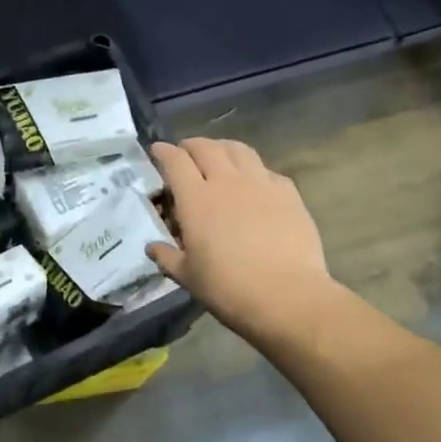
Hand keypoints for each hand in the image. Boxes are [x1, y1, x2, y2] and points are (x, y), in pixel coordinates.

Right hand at [147, 138, 334, 342]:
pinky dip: (254, 169)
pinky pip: (267, 170)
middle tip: (185, 152)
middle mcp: (226, 182)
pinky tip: (254, 182)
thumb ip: (167, 257)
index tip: (157, 150)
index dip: (163, 151)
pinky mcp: (288, 194)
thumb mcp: (188, 277)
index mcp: (196, 199)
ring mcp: (260, 184)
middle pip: (206, 148)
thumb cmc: (228, 288)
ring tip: (218, 155)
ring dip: (222, 147)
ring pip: (239, 150)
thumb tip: (152, 247)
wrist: (287, 297)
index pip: (175, 161)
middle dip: (191, 145)